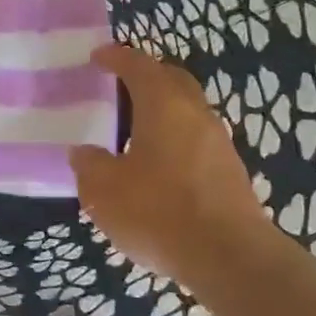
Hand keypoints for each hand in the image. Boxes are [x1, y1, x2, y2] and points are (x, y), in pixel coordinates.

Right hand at [70, 44, 275, 283]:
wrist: (231, 258)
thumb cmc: (159, 212)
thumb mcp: (104, 191)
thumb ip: (89, 165)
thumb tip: (85, 152)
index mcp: (163, 105)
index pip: (139, 65)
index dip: (116, 57)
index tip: (97, 56)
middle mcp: (195, 113)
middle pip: (171, 79)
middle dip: (146, 76)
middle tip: (118, 86)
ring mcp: (218, 142)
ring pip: (187, 109)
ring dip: (162, 108)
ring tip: (133, 128)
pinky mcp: (230, 171)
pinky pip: (196, 138)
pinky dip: (175, 137)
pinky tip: (157, 164)